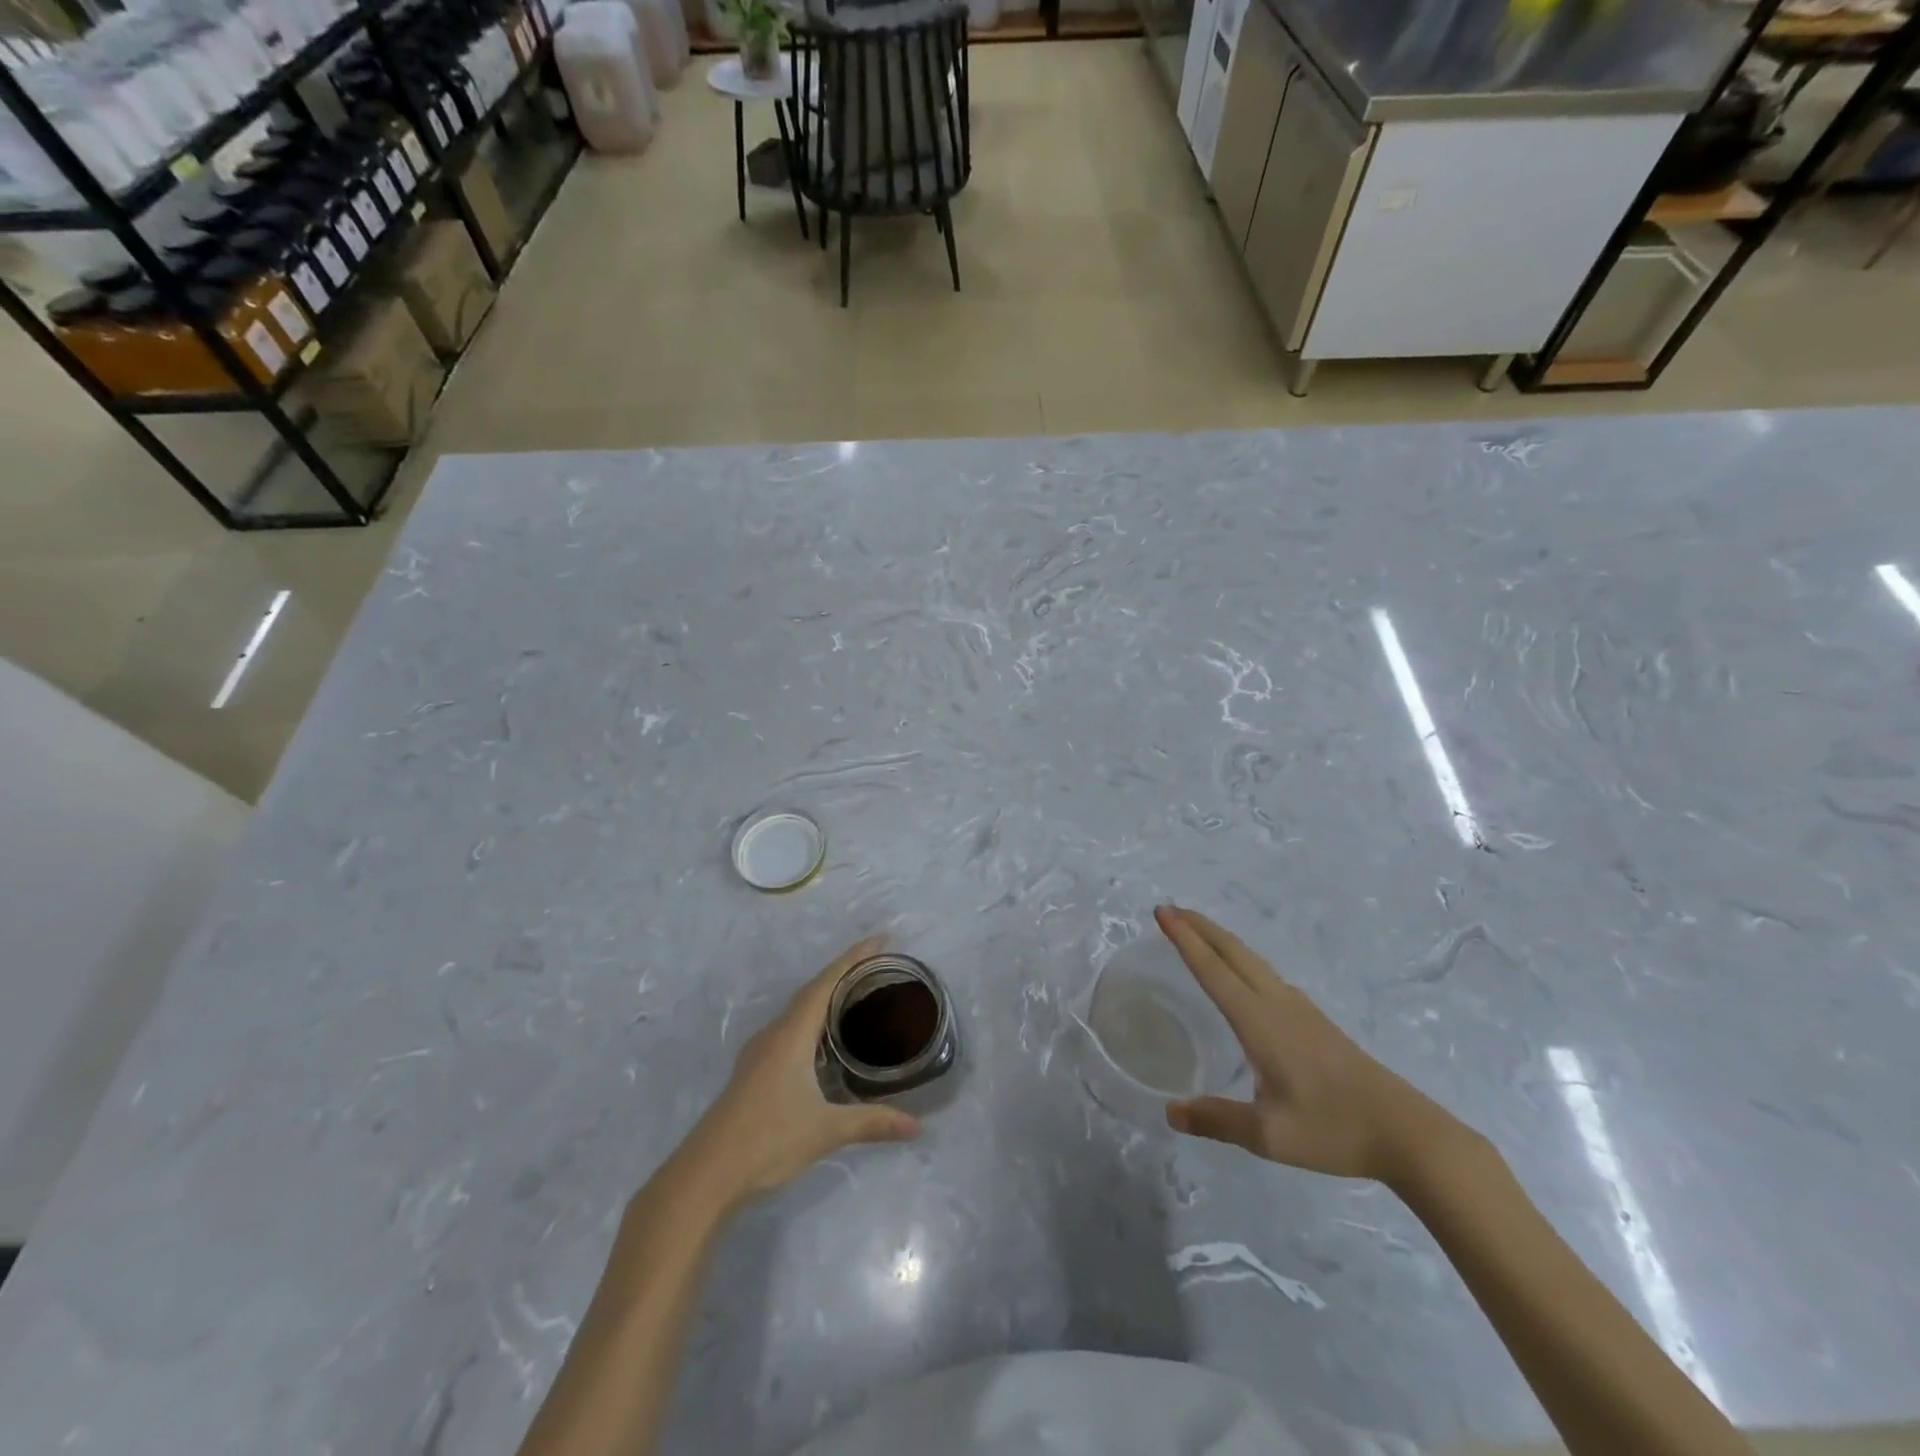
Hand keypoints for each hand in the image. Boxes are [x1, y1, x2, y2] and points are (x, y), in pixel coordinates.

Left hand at [680, 936, 919, 1210]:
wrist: (706, 1173)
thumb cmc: (768, 1139)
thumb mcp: (826, 1130)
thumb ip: (872, 1123)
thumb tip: (917, 1127)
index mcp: (792, 1034)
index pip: (827, 982)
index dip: (854, 957)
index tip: (881, 939)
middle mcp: (775, 1033)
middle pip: (813, 990)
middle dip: (844, 972)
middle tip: (877, 965)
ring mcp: (760, 1051)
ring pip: (799, 1010)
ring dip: (826, 995)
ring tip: (857, 994)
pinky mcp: (754, 1070)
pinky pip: (790, 1028)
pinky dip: (813, 1019)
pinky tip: (824, 1038)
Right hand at [1155, 905, 1455, 1183]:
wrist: (1408, 1133)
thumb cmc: (1334, 1129)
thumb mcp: (1268, 1134)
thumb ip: (1217, 1120)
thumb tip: (1170, 1111)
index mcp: (1260, 1022)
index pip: (1213, 971)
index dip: (1185, 940)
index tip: (1163, 912)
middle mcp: (1278, 1005)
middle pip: (1233, 952)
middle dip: (1200, 927)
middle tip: (1170, 909)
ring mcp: (1301, 1010)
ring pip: (1253, 961)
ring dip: (1221, 940)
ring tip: (1199, 932)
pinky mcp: (1316, 1022)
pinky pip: (1268, 975)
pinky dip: (1242, 960)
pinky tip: (1245, 976)